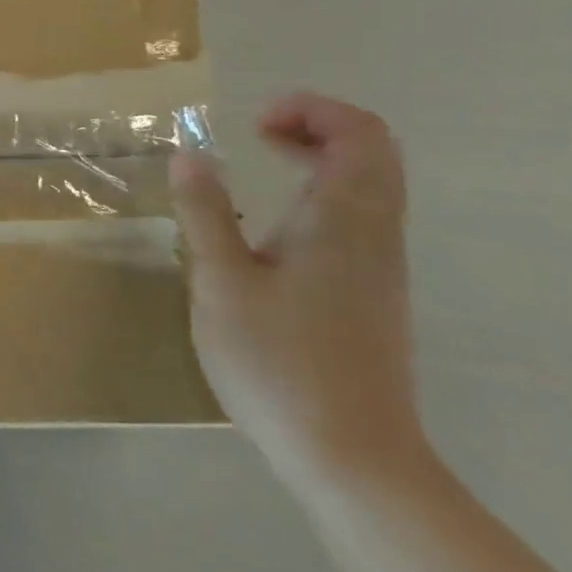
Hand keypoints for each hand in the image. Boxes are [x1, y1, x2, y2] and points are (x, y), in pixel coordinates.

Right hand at [171, 93, 425, 490]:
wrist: (355, 461)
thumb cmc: (280, 363)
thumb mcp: (221, 282)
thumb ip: (204, 213)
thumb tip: (189, 155)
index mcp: (342, 220)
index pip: (358, 132)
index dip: (311, 110)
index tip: (254, 125)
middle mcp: (375, 234)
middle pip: (374, 152)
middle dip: (317, 126)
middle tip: (260, 135)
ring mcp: (381, 267)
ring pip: (373, 185)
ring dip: (322, 159)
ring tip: (262, 169)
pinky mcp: (375, 295)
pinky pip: (364, 217)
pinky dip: (324, 193)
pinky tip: (276, 227)